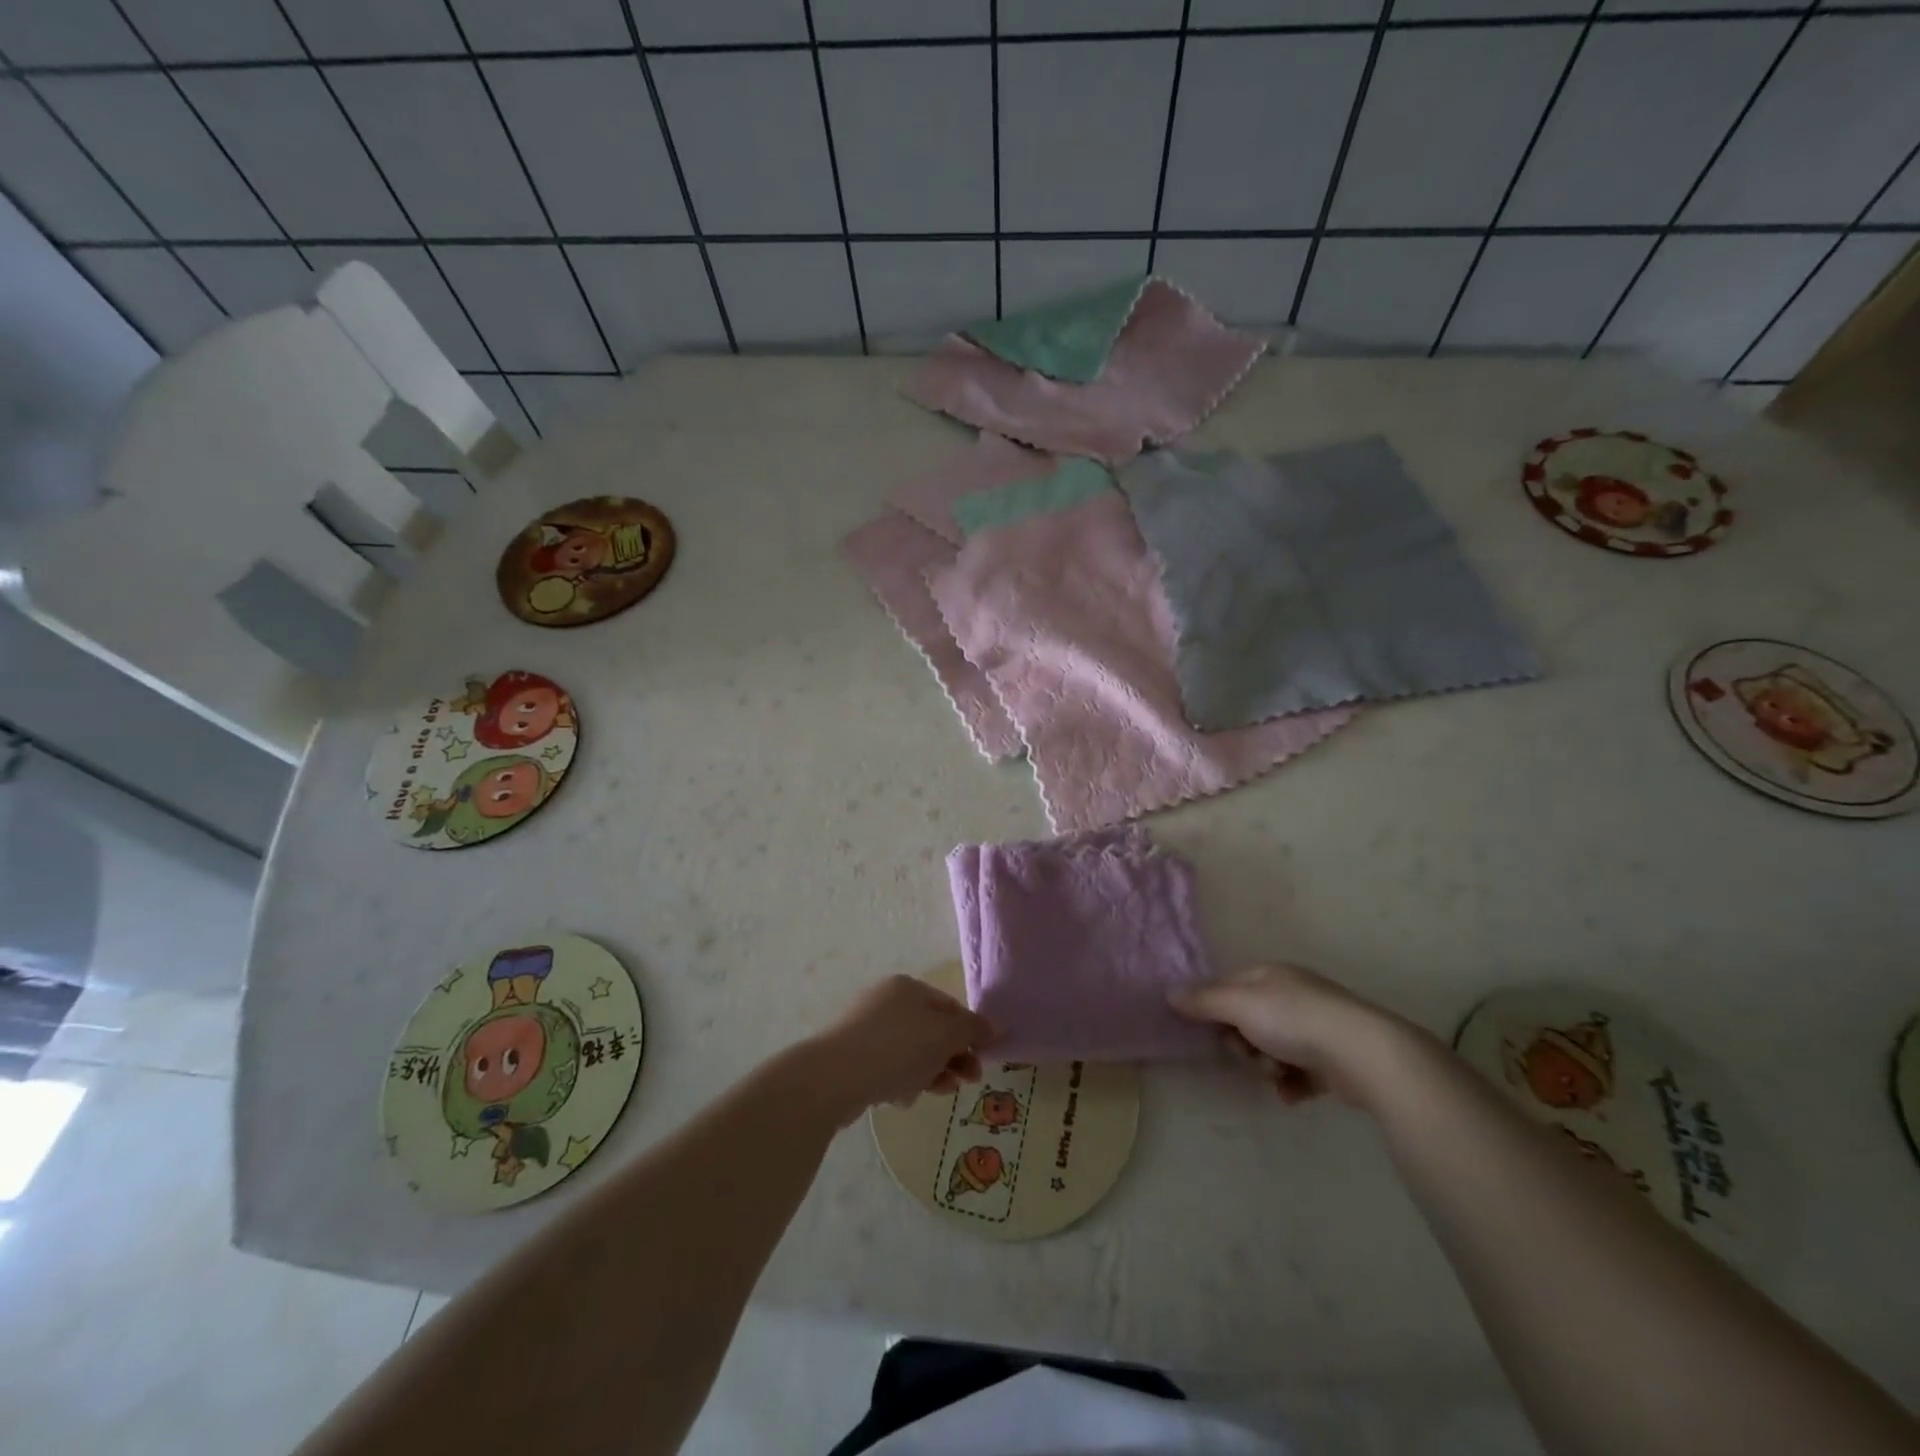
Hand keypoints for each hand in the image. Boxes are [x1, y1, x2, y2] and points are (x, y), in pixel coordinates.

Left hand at [805, 976, 996, 1123]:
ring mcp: (866, 1028)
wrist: (834, 1076)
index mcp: (908, 987)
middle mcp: (886, 1001)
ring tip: (936, 1092)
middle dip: (952, 1057)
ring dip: (930, 1072)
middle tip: (966, 1082)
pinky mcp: (853, 1057)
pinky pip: (889, 1067)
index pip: (950, 1007)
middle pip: (931, 1030)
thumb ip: (973, 1030)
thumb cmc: (897, 1047)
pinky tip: (902, 1098)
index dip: (970, 1033)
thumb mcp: (944, 1036)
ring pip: (911, 1051)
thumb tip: (997, 1026)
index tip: (982, 1060)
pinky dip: (902, 1080)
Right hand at [1169, 964, 1417, 1107]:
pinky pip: (1299, 1072)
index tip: (1211, 1032)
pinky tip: (1293, 1092)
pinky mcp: (1334, 1058)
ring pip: (1271, 1047)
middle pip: (1247, 1020)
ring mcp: (1316, 1026)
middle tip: (1249, 1055)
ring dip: (1266, 1065)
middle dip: (1242, 1043)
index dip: (1214, 1010)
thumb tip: (1168, 993)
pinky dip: (1291, 1083)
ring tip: (1278, 1076)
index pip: (1227, 986)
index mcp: (1270, 974)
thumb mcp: (1239, 1004)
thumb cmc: (1295, 1020)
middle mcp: (1293, 994)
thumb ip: (1203, 1000)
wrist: (1365, 1054)